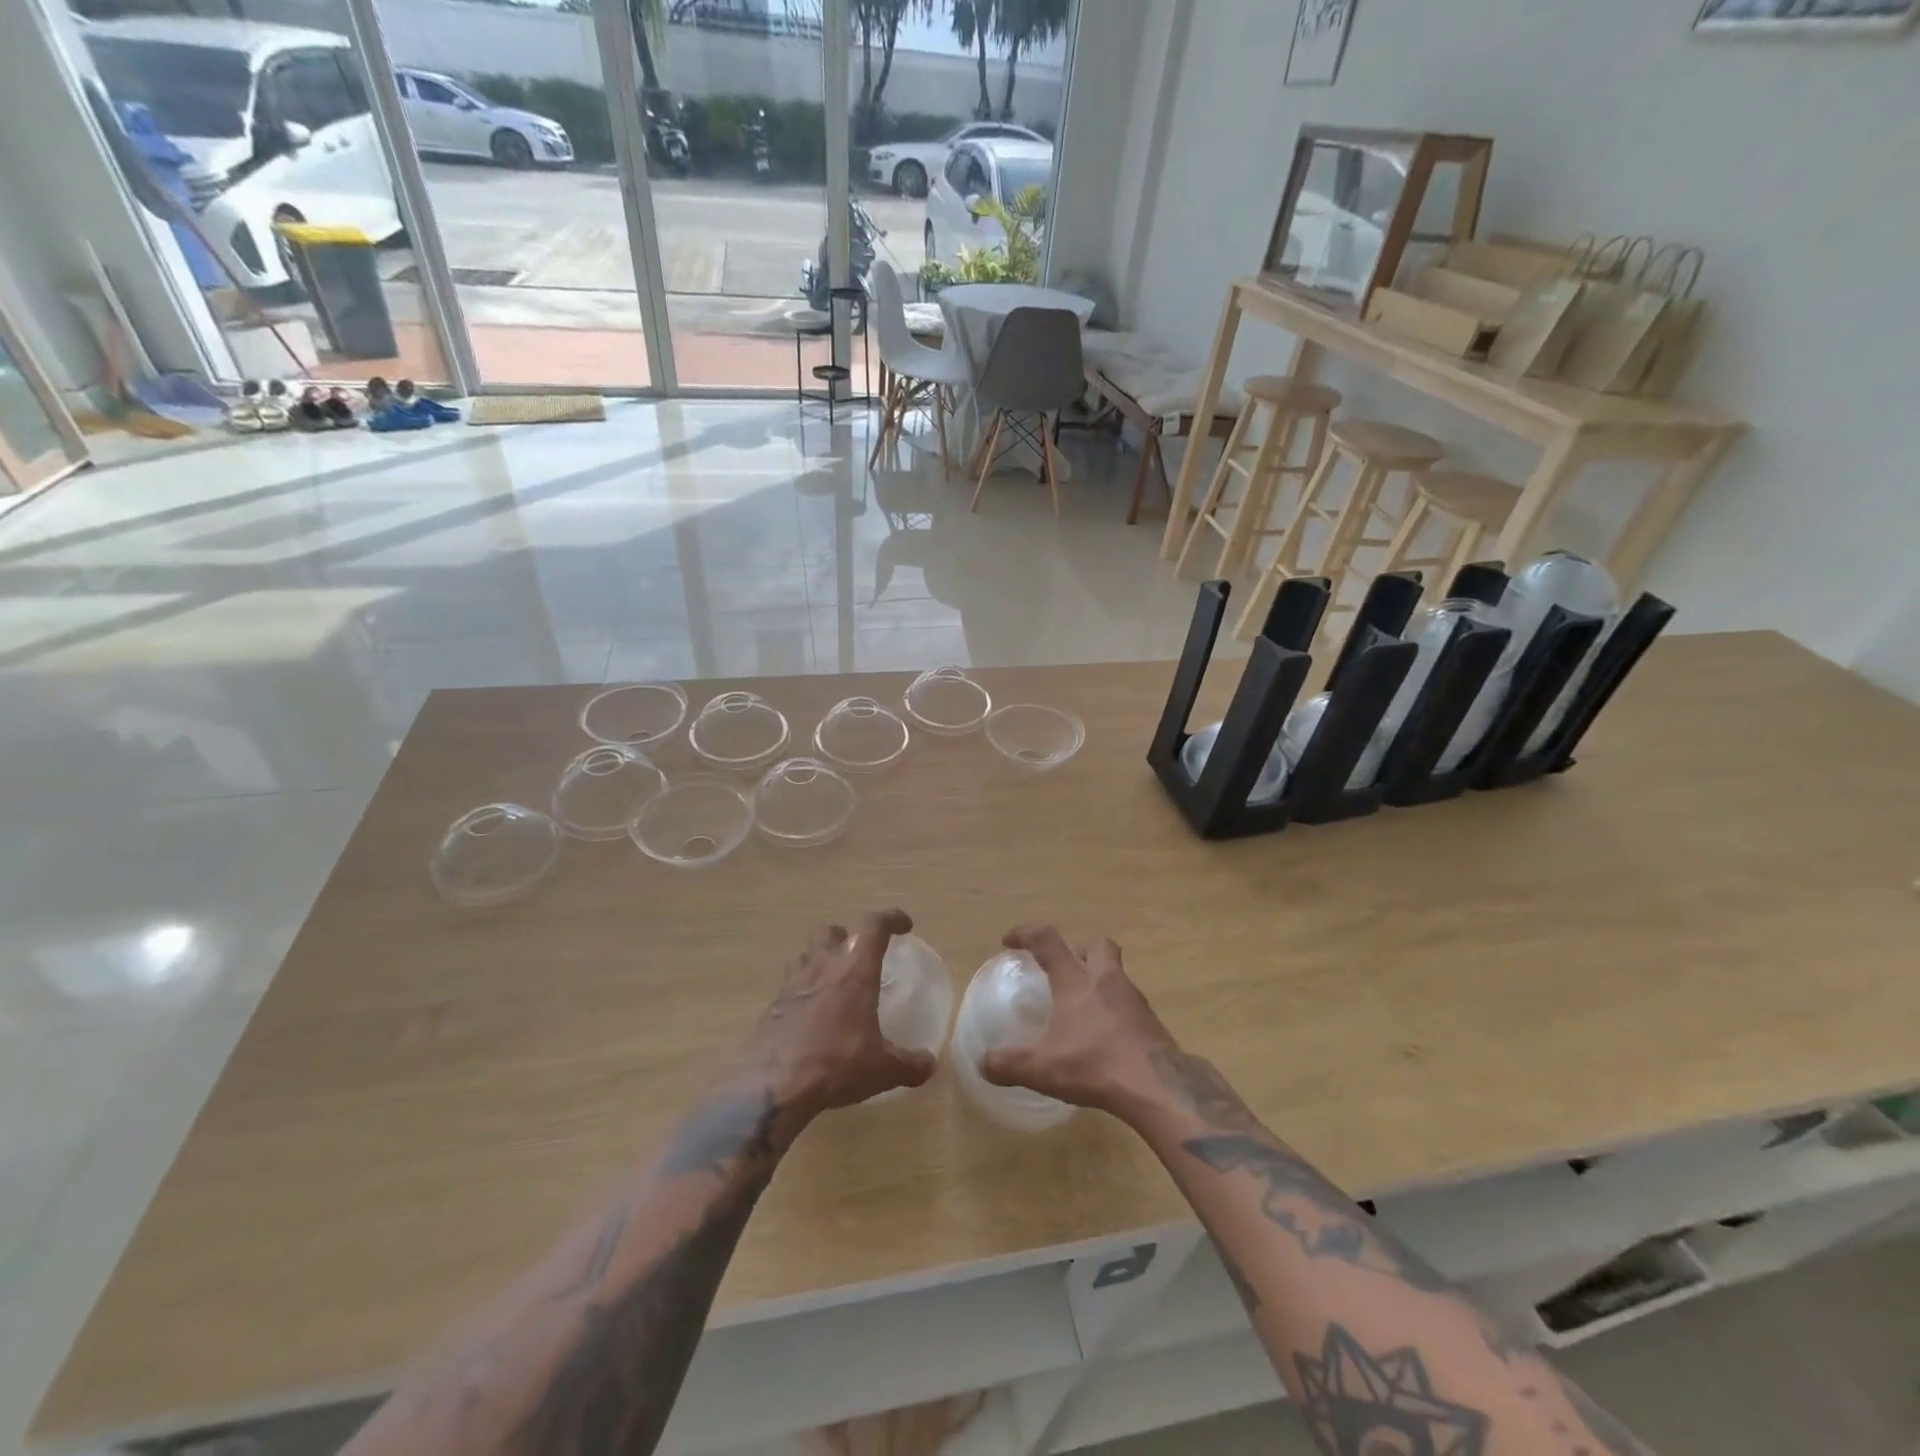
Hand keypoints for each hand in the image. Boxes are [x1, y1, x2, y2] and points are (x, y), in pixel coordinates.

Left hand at [749, 909, 936, 1121]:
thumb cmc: (836, 1065)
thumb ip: (910, 1064)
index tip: (904, 926)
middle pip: (829, 931)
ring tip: (831, 984)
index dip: (891, 919)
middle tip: (856, 956)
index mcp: (854, 973)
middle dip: (845, 936)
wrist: (774, 1086)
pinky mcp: (772, 1007)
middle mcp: (822, 969)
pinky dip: (801, 994)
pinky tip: (809, 1018)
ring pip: (805, 956)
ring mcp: (792, 986)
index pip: (874, 927)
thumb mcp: (883, 1070)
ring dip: (819, 961)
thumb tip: (929, 1064)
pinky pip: (789, 988)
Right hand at [980, 925, 1176, 1118]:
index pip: (1048, 941)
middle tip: (1062, 968)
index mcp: (1076, 981)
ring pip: (1115, 972)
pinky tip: (1104, 1034)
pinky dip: (1113, 1008)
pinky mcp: (1150, 1020)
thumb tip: (982, 1063)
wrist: (1158, 1086)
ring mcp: (1133, 998)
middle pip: (1096, 945)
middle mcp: (1106, 980)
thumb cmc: (1096, 1065)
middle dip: (1077, 949)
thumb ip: (1009, 1065)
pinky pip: (1128, 1002)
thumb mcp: (1043, 1069)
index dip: (1026, 934)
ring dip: (1098, 979)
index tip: (1009, 941)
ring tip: (1081, 1006)